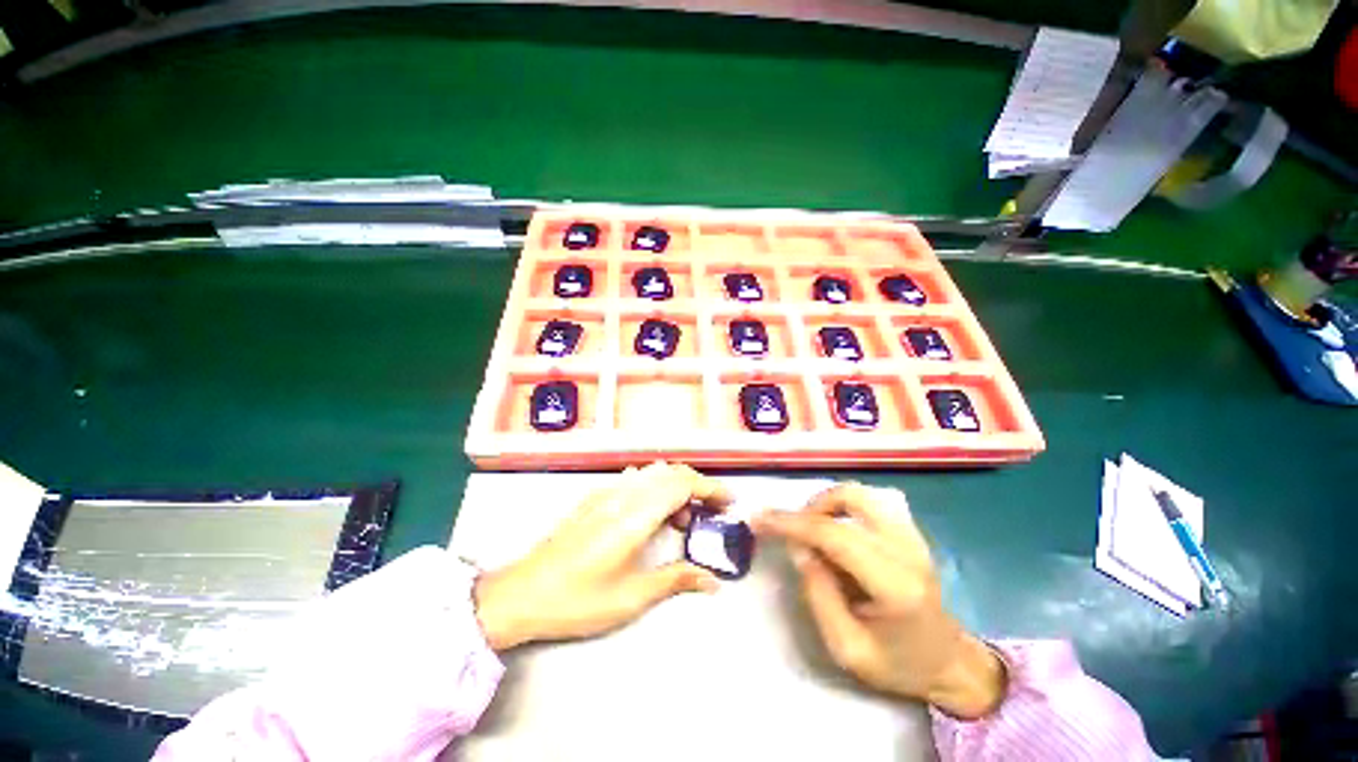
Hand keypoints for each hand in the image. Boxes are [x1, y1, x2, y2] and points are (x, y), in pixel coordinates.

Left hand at [474, 462, 728, 651]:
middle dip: (696, 486)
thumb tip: (713, 581)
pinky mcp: (595, 496)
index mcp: (636, 515)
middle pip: (670, 472)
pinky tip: (650, 514)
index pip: (682, 484)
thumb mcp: (631, 596)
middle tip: (707, 514)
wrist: (523, 592)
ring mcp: (606, 491)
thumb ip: (675, 579)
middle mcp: (624, 493)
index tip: (729, 502)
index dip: (710, 488)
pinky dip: (654, 487)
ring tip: (679, 519)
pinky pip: (635, 478)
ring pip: (653, 472)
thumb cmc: (579, 599)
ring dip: (674, 486)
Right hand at [753, 483, 1006, 719]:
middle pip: (851, 498)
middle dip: (811, 506)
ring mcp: (912, 536)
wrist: (949, 663)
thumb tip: (798, 546)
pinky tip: (834, 528)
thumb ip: (818, 593)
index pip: (835, 535)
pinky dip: (842, 506)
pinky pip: (869, 501)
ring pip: (860, 493)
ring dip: (826, 502)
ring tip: (811, 528)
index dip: (792, 523)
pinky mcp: (910, 532)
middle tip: (793, 528)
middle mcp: (906, 550)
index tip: (759, 519)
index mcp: (894, 585)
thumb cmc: (897, 664)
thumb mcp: (847, 648)